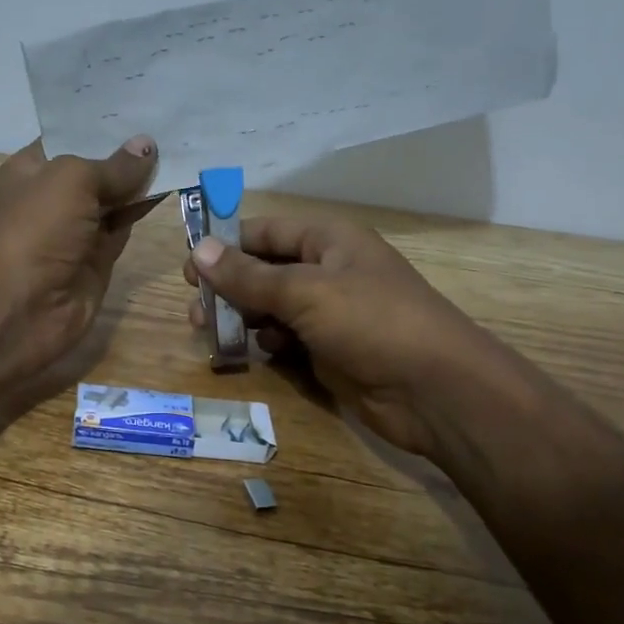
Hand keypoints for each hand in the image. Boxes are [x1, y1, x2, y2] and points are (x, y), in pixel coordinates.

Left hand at [0, 136, 160, 380]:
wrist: (19, 308)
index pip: (70, 136)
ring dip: (142, 178)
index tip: (142, 101)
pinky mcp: (98, 258)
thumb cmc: (35, 230)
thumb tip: (147, 145)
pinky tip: (173, 184)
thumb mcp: (72, 180)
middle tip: (173, 120)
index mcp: (32, 169)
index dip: (102, 121)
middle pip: (96, 166)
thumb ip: (114, 165)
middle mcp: (53, 196)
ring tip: (182, 146)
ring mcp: (77, 229)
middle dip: (129, 148)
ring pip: (115, 197)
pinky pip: (125, 225)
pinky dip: (145, 207)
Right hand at [184, 216, 492, 457]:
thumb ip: (249, 275)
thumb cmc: (371, 322)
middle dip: (229, 288)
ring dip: (243, 318)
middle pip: (264, 270)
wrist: (435, 391)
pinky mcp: (330, 350)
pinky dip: (267, 344)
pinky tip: (256, 354)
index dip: (225, 245)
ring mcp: (330, 313)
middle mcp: (327, 270)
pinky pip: (286, 339)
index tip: (188, 268)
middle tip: (195, 311)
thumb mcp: (305, 292)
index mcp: (328, 240)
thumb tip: (198, 250)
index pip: (265, 231)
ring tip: (211, 335)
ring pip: (272, 307)